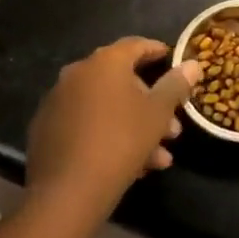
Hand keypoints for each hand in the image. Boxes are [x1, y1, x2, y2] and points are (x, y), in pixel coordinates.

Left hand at [25, 38, 199, 220]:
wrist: (67, 192)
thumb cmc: (121, 141)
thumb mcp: (158, 113)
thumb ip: (176, 84)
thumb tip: (192, 64)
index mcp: (105, 62)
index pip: (136, 45)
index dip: (157, 52)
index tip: (172, 61)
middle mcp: (77, 74)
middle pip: (122, 81)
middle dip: (150, 103)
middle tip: (172, 128)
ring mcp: (58, 102)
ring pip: (106, 108)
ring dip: (134, 126)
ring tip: (157, 157)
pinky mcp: (46, 130)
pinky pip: (86, 125)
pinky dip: (108, 136)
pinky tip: (131, 165)